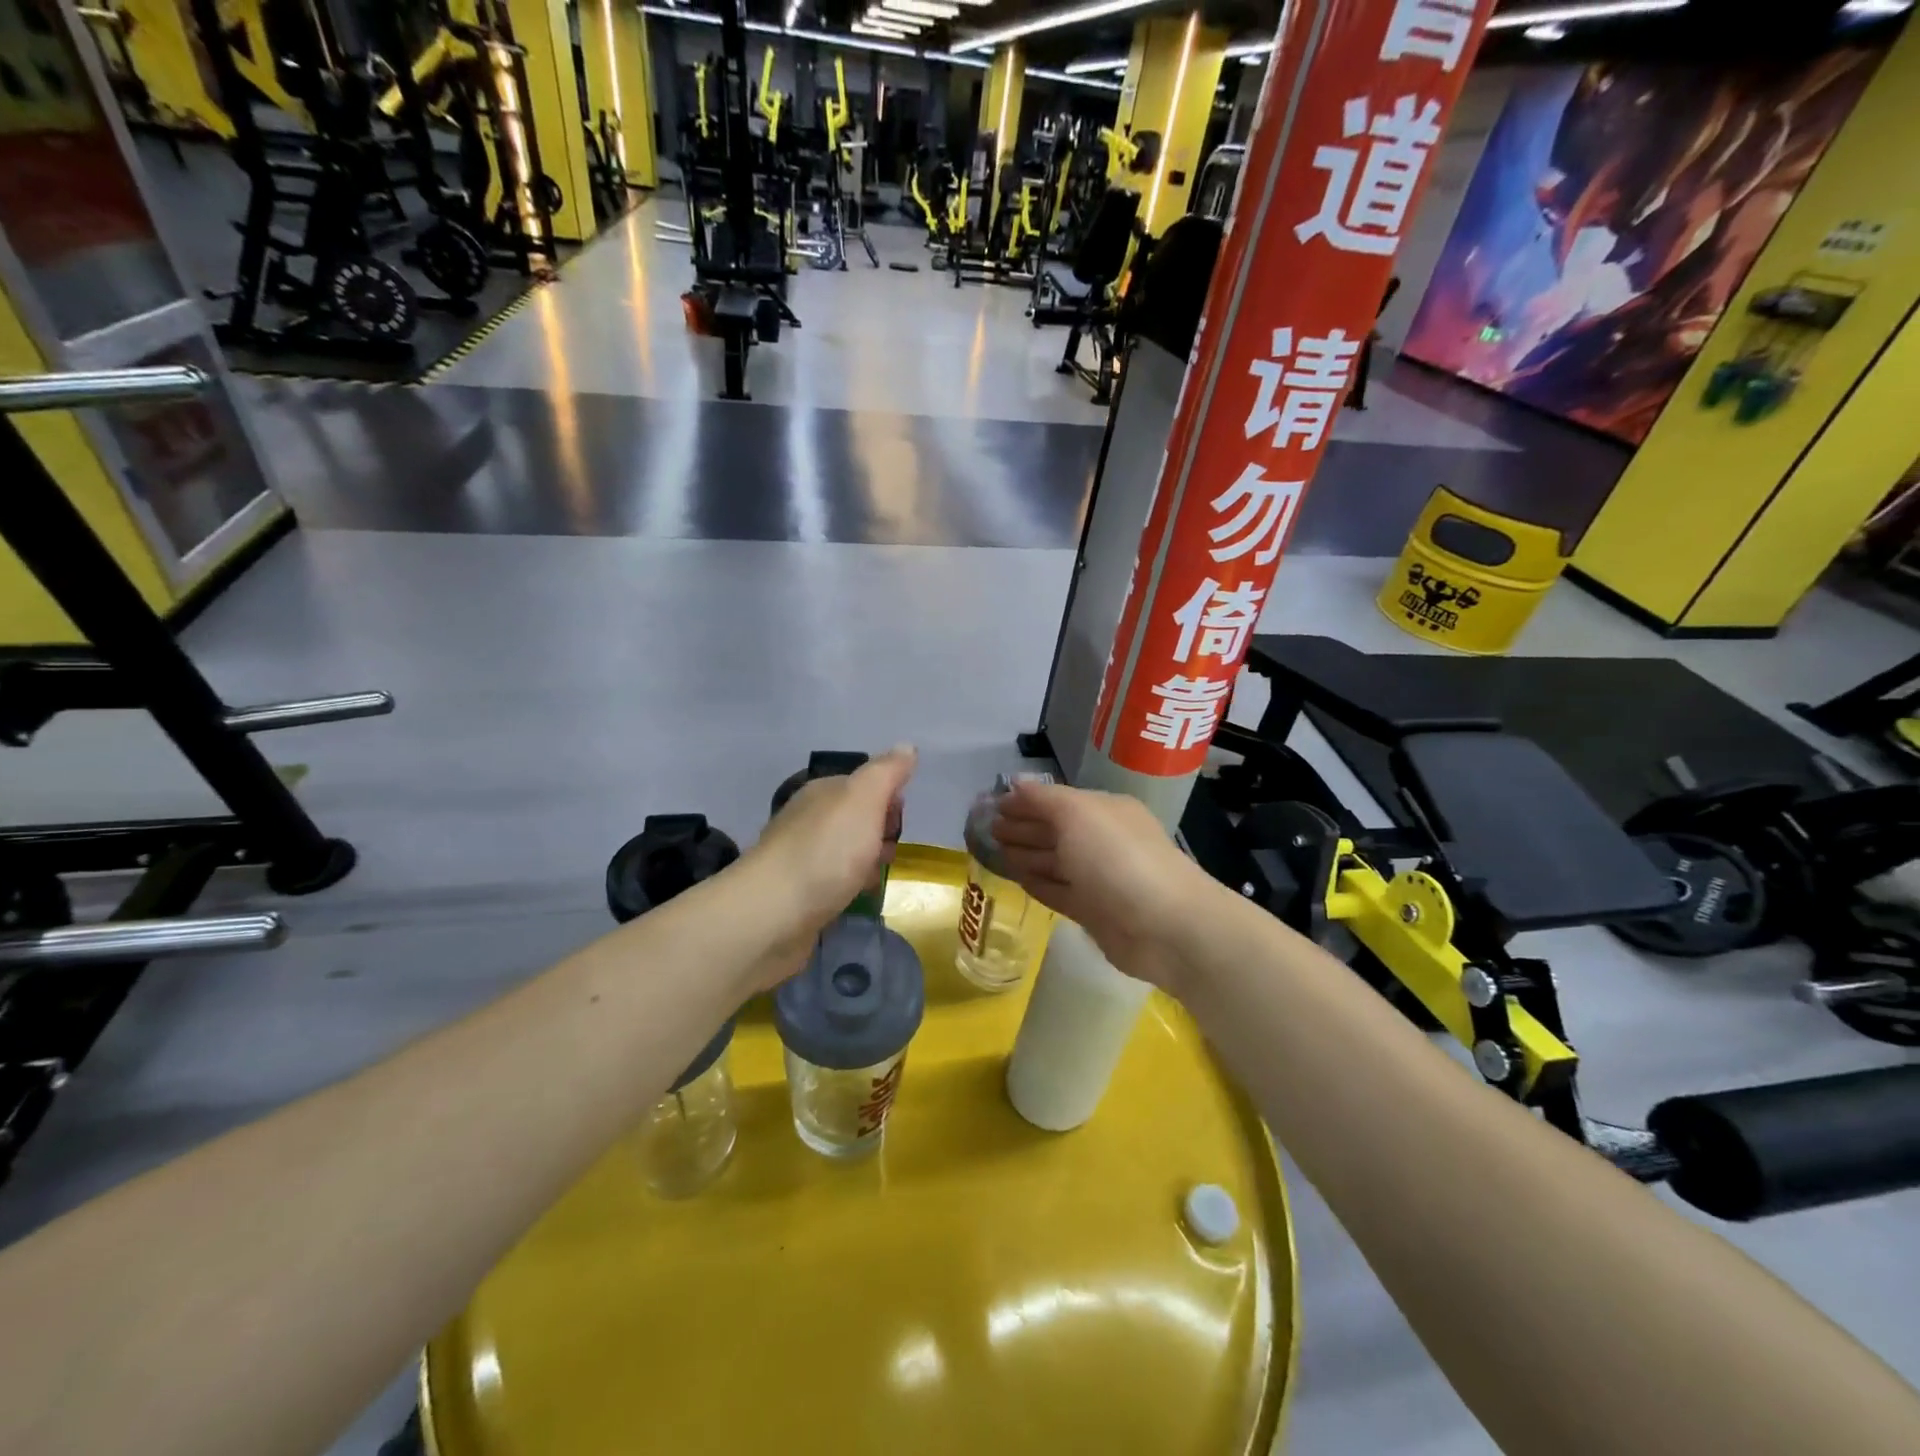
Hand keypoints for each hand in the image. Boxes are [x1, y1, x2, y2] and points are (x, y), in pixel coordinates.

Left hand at [734, 747, 916, 990]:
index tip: (899, 823)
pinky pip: (834, 882)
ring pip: (846, 852)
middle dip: (880, 834)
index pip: (865, 785)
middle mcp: (808, 819)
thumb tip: (906, 747)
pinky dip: (849, 887)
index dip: (889, 801)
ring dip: (866, 863)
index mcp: (823, 792)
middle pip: (857, 819)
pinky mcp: (797, 893)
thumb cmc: (826, 851)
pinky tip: (856, 899)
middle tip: (887, 853)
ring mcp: (800, 857)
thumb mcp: (864, 799)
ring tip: (874, 879)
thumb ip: (886, 772)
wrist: (774, 913)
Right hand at [991, 780, 1220, 988]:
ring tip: (995, 852)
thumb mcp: (1078, 815)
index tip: (991, 805)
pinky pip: (1060, 892)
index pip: (1056, 801)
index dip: (1024, 802)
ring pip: (1056, 862)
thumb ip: (1044, 799)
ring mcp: (1099, 878)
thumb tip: (1016, 782)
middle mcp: (1102, 840)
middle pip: (1055, 830)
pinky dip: (1039, 884)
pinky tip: (1019, 880)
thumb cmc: (1118, 859)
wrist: (1165, 926)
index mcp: (1104, 811)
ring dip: (1027, 855)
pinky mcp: (1096, 912)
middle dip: (1022, 827)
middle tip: (987, 829)